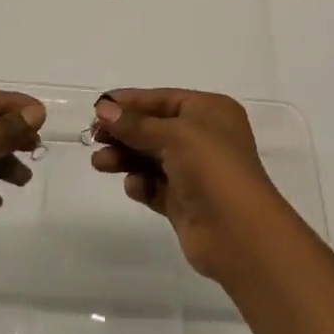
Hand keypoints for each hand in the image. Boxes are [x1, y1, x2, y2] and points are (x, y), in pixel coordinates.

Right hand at [90, 89, 292, 282]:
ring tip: (99, 163)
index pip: (163, 99)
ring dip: (125, 157)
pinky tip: (133, 186)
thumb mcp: (174, 135)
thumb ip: (136, 124)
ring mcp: (195, 172)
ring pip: (152, 158)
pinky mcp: (186, 203)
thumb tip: (103, 109)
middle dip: (124, 131)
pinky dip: (142, 184)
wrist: (240, 234)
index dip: (131, 102)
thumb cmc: (212, 168)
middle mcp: (204, 138)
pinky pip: (156, 187)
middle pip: (154, 128)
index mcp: (210, 111)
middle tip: (93, 136)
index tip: (98, 106)